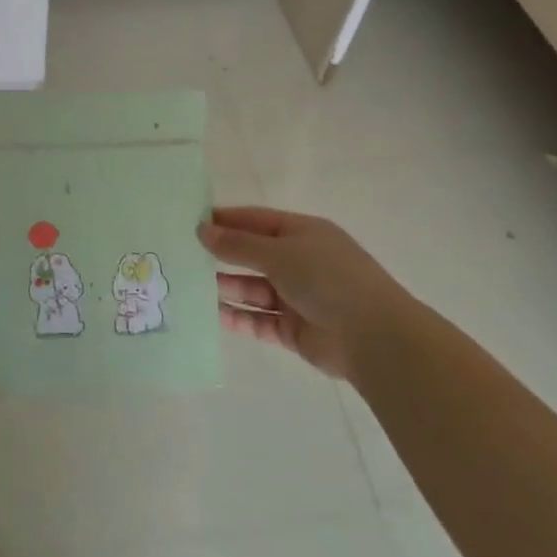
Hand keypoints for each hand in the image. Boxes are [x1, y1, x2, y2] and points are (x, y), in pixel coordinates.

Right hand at [198, 206, 415, 378]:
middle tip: (183, 256)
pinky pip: (259, 320)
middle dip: (222, 255)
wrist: (373, 337)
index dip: (226, 220)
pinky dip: (238, 317)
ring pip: (253, 289)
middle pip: (253, 255)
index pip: (257, 220)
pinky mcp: (294, 330)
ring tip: (190, 286)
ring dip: (226, 287)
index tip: (191, 222)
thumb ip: (238, 244)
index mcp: (303, 233)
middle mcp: (300, 262)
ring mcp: (298, 297)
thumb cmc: (327, 279)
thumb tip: (202, 230)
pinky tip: (212, 314)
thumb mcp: (279, 253)